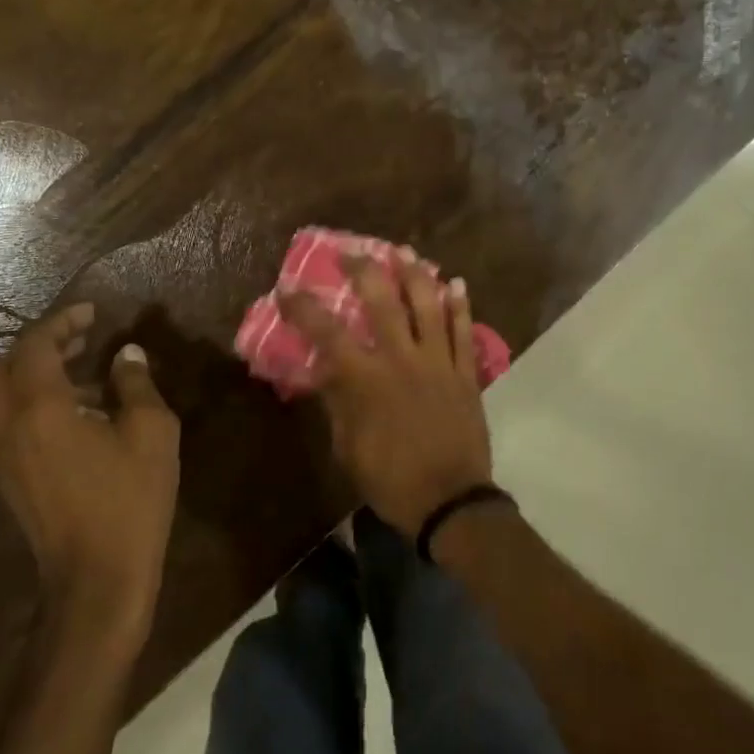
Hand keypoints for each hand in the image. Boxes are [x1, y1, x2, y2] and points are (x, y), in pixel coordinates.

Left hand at [0, 304, 180, 647]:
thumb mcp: (150, 432)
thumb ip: (135, 384)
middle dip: (38, 345)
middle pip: (2, 368)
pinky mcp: (8, 478)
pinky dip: (30, 401)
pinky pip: (7, 422)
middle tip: (80, 338)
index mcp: (40, 409)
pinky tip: (75, 413)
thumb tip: (125, 355)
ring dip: (32, 373)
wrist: (97, 579)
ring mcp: (1, 456)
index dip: (62, 322)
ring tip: (83, 371)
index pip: (35, 346)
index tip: (91, 312)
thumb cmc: (129, 500)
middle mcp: (8, 427)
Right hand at [280, 253, 493, 535]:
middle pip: (382, 302)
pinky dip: (460, 306)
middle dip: (363, 270)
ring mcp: (438, 362)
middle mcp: (402, 359)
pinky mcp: (465, 373)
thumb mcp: (347, 448)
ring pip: (428, 306)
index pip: (327, 333)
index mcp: (366, 380)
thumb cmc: (391, 480)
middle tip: (351, 252)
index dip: (304, 307)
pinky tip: (456, 284)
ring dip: (415, 274)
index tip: (288, 289)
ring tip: (404, 251)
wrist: (450, 502)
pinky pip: (464, 331)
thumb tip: (324, 372)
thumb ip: (336, 404)